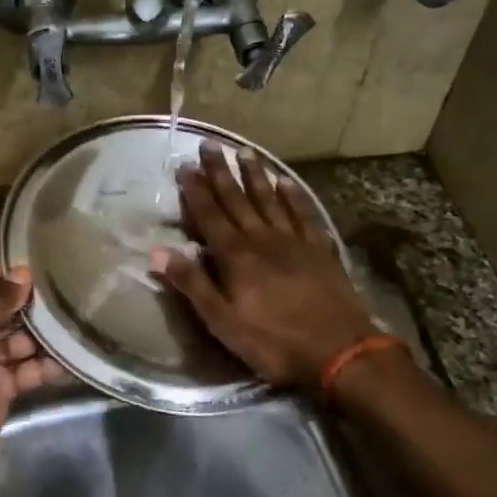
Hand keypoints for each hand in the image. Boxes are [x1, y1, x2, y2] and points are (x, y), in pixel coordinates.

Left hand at [0, 262, 57, 487]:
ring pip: (17, 342)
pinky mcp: (1, 391)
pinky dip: (45, 365)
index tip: (35, 261)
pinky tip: (70, 353)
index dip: (2, 275)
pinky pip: (27, 371)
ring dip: (41, 333)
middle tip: (63, 286)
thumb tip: (23, 275)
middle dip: (26, 303)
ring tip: (72, 315)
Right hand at [152, 144, 377, 388]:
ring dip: (255, 175)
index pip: (210, 214)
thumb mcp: (223, 322)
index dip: (196, 190)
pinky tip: (287, 182)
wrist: (339, 352)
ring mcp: (295, 241)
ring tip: (245, 151)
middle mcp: (262, 238)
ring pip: (270, 199)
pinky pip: (304, 214)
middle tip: (210, 144)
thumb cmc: (274, 341)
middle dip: (221, 171)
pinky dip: (294, 196)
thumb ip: (192, 283)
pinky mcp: (320, 250)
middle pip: (237, 199)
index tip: (185, 165)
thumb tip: (156, 252)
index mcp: (236, 256)